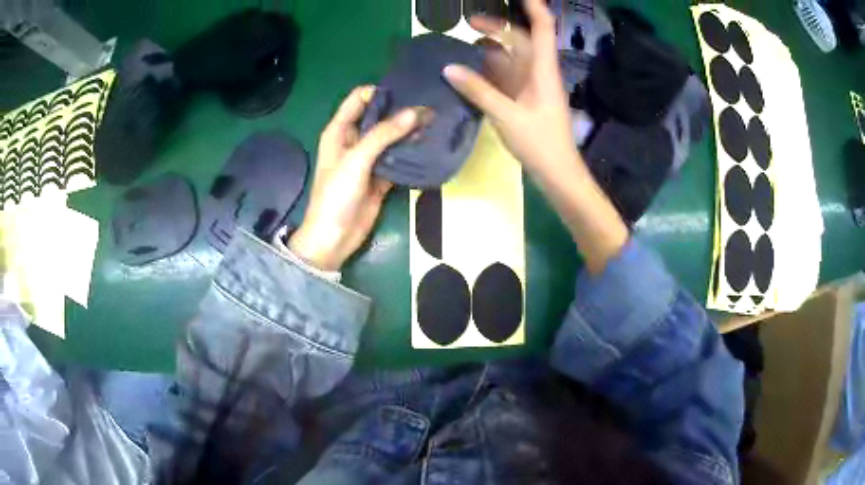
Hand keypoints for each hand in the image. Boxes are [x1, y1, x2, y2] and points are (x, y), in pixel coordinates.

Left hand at [289, 86, 421, 270]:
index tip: (408, 91)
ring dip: (410, 131)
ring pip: (392, 136)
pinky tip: (431, 144)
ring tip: (437, 121)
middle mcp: (355, 139)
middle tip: (431, 105)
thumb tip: (416, 112)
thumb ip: (384, 135)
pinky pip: (399, 157)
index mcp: (340, 130)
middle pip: (380, 116)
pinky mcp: (382, 175)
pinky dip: (412, 152)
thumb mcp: (356, 160)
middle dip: (402, 110)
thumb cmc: (336, 195)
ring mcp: (369, 158)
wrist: (334, 237)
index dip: (381, 92)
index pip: (360, 99)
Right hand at [442, 0, 583, 182]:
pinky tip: (468, 72)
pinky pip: (504, 77)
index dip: (533, 6)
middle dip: (497, 27)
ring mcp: (530, 86)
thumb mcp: (507, 116)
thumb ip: (478, 91)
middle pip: (520, 39)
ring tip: (462, 47)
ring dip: (489, 49)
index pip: (542, 28)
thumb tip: (449, 68)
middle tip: (468, 22)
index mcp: (543, 69)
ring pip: (510, 58)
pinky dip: (487, 71)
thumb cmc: (541, 143)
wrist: (557, 173)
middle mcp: (538, 72)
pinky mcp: (523, 99)